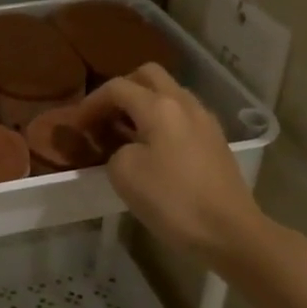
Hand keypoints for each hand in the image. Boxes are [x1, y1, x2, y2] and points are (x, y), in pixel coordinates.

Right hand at [72, 65, 262, 264]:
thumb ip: (116, 149)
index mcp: (160, 106)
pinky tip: (153, 148)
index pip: (117, 87)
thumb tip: (128, 147)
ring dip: (144, 104)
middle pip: (149, 76)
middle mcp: (184, 103)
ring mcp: (205, 120)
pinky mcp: (216, 141)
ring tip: (126, 132)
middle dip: (123, 89)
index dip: (92, 102)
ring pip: (169, 94)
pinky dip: (163, 121)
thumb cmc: (172, 200)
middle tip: (105, 116)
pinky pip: (182, 116)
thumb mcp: (124, 174)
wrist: (229, 231)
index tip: (77, 124)